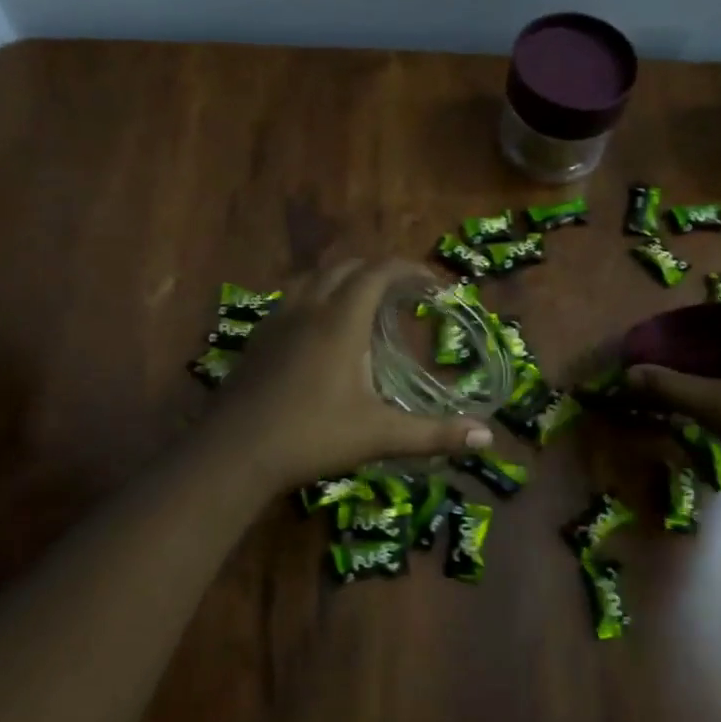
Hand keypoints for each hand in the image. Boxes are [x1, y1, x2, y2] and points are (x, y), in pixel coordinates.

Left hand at [207, 258, 493, 489]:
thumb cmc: (311, 437)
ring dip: (342, 281)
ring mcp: (276, 322)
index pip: (378, 272)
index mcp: (340, 321)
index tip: (433, 284)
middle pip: (345, 268)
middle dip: (378, 272)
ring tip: (363, 305)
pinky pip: (291, 300)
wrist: (233, 453)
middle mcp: (308, 309)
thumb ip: (433, 434)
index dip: (409, 269)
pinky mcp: (257, 340)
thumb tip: (487, 438)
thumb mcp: (379, 435)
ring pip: (312, 279)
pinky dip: (315, 299)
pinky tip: (319, 333)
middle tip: (403, 294)